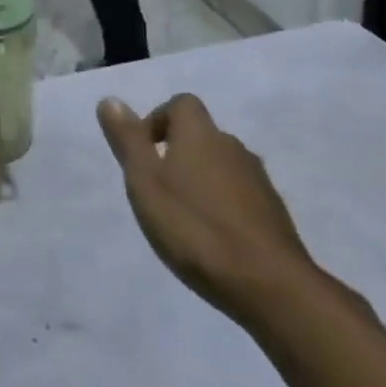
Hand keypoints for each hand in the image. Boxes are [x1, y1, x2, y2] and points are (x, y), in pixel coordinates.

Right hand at [97, 94, 321, 326]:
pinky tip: (215, 242)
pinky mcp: (275, 215)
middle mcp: (232, 146)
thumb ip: (127, 140)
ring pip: (222, 168)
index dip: (159, 121)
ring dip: (203, 183)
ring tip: (185, 220)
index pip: (181, 104)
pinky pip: (242, 198)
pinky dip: (225, 209)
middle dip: (179, 155)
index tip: (145, 154)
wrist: (271, 286)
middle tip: (159, 191)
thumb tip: (110, 100)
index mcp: (200, 133)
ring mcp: (258, 181)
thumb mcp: (145, 182)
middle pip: (201, 136)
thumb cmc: (195, 227)